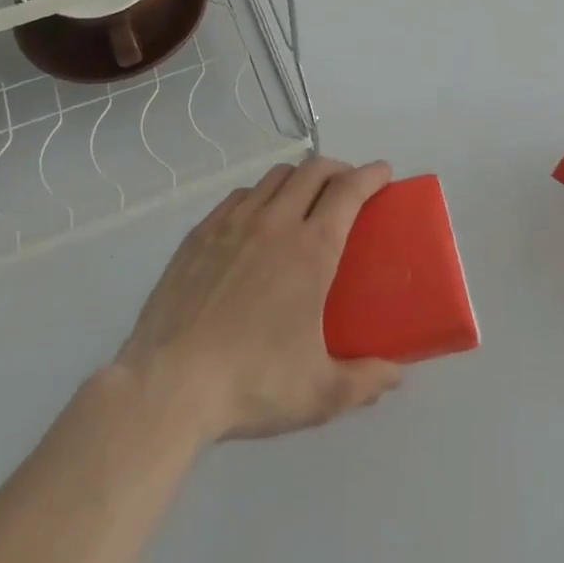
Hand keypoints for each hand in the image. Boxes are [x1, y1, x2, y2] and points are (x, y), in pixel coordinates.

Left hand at [116, 155, 403, 441]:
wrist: (168, 384)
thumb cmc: (252, 383)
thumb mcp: (320, 393)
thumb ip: (365, 381)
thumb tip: (395, 373)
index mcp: (311, 250)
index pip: (348, 191)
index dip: (370, 175)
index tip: (383, 172)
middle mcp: (275, 222)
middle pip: (312, 171)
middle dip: (338, 169)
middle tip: (347, 187)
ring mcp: (233, 223)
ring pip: (274, 177)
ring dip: (298, 177)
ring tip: (304, 199)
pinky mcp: (200, 233)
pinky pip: (239, 195)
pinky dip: (260, 194)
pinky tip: (257, 217)